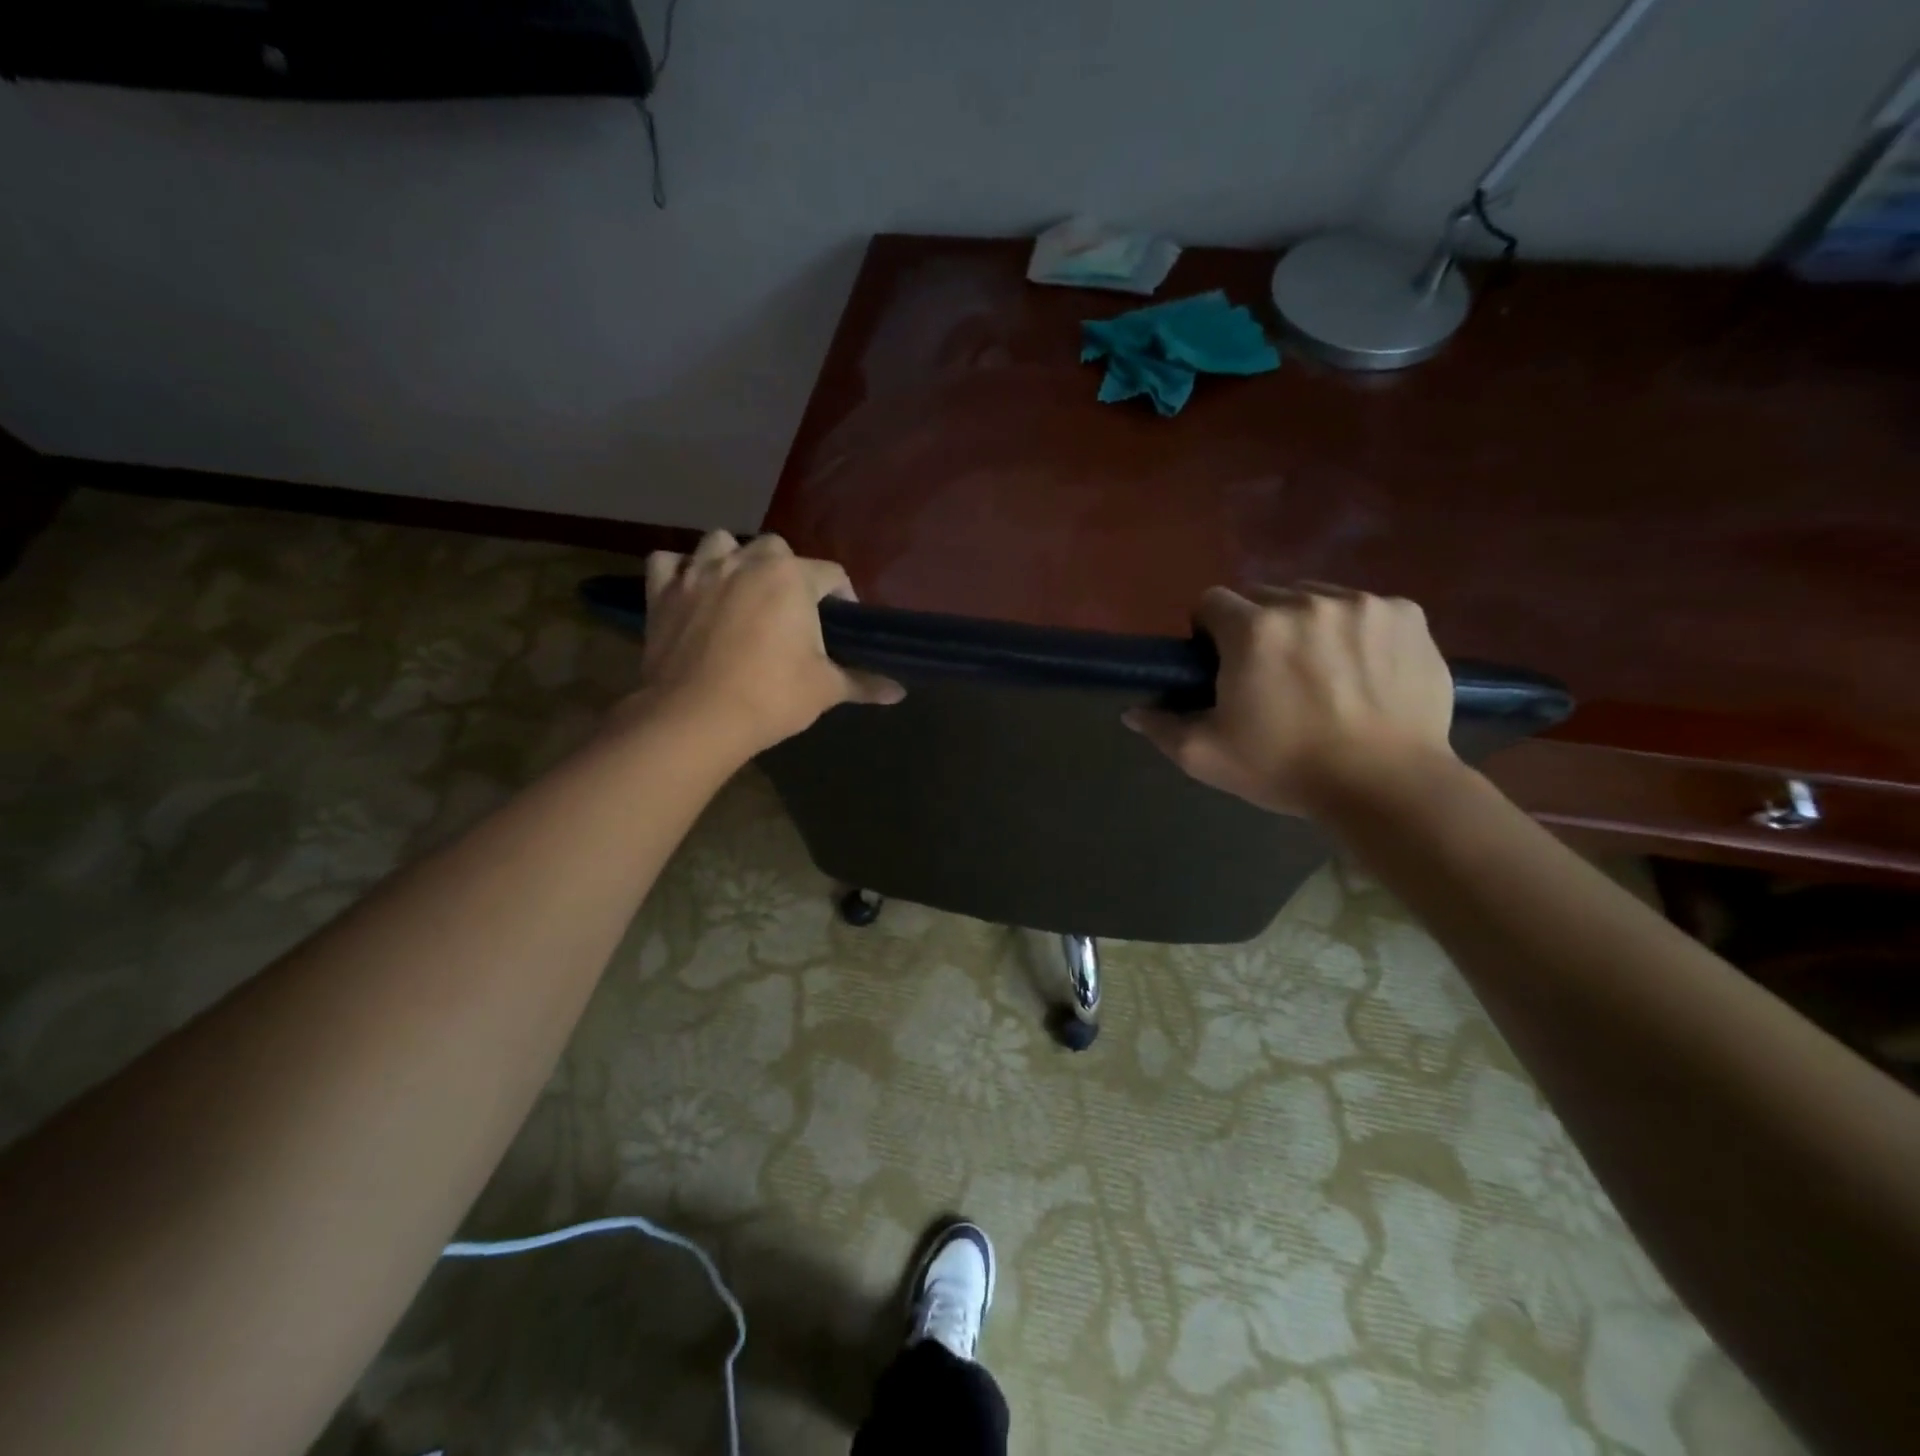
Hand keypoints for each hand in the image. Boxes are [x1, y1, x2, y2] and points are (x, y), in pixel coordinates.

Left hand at [630, 532, 903, 754]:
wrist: (695, 718)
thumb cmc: (770, 697)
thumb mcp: (825, 689)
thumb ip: (863, 682)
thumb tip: (900, 692)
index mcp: (790, 577)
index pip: (831, 573)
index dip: (842, 597)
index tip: (842, 624)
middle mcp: (745, 561)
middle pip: (775, 549)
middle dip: (787, 572)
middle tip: (790, 610)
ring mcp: (698, 572)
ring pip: (719, 543)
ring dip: (733, 559)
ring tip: (740, 591)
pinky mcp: (662, 591)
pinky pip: (668, 563)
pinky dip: (680, 571)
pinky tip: (691, 591)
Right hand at [1125, 583, 1455, 817]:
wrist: (1387, 786)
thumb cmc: (1286, 768)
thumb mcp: (1207, 756)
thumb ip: (1163, 727)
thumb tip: (1133, 710)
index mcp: (1253, 629)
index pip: (1212, 602)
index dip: (1209, 633)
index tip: (1222, 666)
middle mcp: (1306, 602)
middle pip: (1265, 597)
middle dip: (1259, 628)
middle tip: (1270, 675)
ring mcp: (1363, 604)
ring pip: (1316, 599)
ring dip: (1307, 625)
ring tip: (1321, 672)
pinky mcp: (1408, 615)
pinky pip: (1367, 609)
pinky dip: (1358, 631)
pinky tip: (1365, 671)